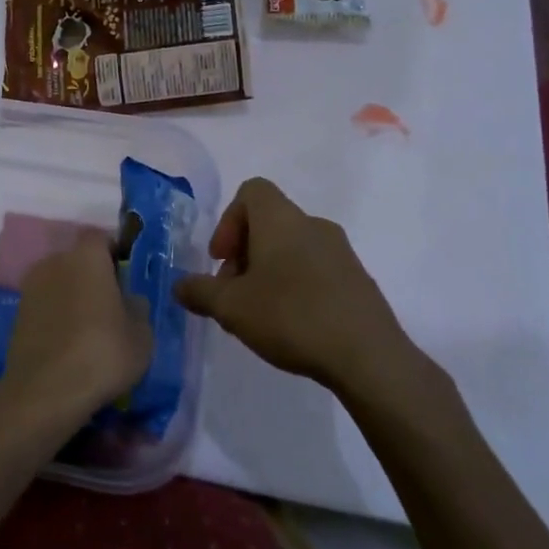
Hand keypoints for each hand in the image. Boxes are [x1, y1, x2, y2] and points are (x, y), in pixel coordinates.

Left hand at [0, 236, 151, 425]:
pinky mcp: (17, 314)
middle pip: (77, 259)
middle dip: (93, 276)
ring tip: (89, 328)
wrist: (46, 390)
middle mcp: (54, 262)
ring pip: (59, 282)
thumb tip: (128, 299)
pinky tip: (69, 343)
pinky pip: (45, 305)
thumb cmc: (103, 353)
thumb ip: (137, 307)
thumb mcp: (141, 334)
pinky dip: (56, 316)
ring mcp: (30, 287)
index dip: (115, 252)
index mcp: (86, 257)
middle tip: (111, 305)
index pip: (101, 238)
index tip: (126, 276)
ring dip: (72, 296)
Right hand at [174, 178, 433, 412]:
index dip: (228, 221)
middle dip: (244, 253)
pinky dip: (297, 285)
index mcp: (281, 220)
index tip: (222, 259)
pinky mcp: (359, 280)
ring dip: (269, 271)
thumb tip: (179, 286)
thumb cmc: (291, 317)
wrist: (369, 357)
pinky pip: (317, 269)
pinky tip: (292, 324)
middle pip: (269, 222)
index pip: (251, 191)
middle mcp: (313, 225)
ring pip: (293, 247)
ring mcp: (341, 252)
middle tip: (233, 293)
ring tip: (259, 314)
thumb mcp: (230, 307)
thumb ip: (199, 292)